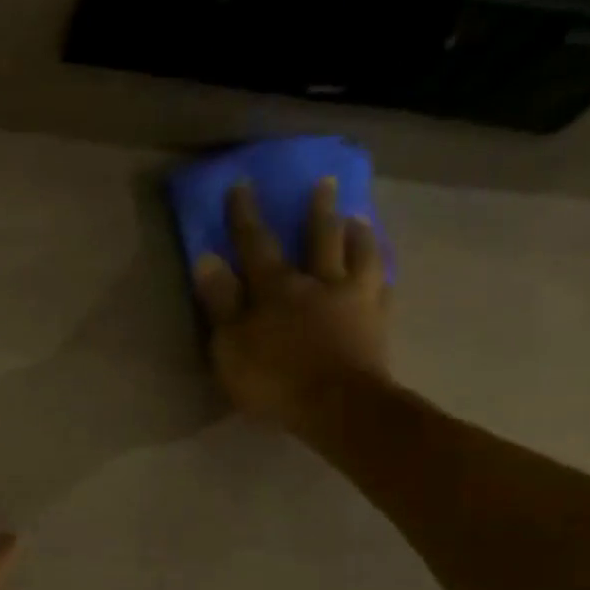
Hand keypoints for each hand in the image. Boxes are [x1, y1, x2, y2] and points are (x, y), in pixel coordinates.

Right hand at [191, 177, 392, 431]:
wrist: (338, 407)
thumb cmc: (273, 379)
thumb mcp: (230, 345)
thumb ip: (220, 302)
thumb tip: (207, 259)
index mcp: (276, 288)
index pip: (256, 244)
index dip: (246, 215)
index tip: (242, 184)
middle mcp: (318, 282)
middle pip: (319, 238)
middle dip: (317, 210)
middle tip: (324, 182)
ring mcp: (354, 299)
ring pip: (359, 255)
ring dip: (357, 233)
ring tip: (359, 216)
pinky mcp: (378, 322)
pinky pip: (382, 286)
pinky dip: (381, 271)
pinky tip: (382, 268)